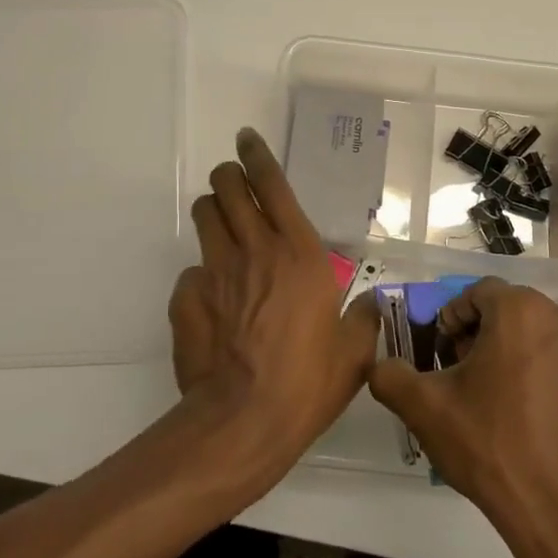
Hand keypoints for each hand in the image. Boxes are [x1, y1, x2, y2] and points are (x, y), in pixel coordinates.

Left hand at [169, 128, 379, 482]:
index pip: (272, 184)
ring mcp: (215, 270)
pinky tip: (212, 301)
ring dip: (212, 212)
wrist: (245, 420)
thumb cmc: (309, 381)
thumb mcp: (354, 350)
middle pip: (227, 187)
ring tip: (222, 227)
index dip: (257, 155)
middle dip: (228, 176)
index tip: (247, 138)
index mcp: (299, 252)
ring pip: (204, 216)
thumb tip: (370, 303)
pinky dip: (202, 275)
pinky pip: (191, 271)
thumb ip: (364, 316)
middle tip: (233, 183)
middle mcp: (254, 248)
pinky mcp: (187, 297)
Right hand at [369, 277, 557, 555]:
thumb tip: (382, 365)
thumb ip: (390, 374)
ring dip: (519, 357)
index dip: (453, 318)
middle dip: (485, 336)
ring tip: (501, 402)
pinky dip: (551, 383)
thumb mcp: (424, 408)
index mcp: (521, 311)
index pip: (478, 292)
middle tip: (465, 377)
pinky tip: (536, 424)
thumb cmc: (492, 446)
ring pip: (544, 341)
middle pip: (514, 313)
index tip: (442, 354)